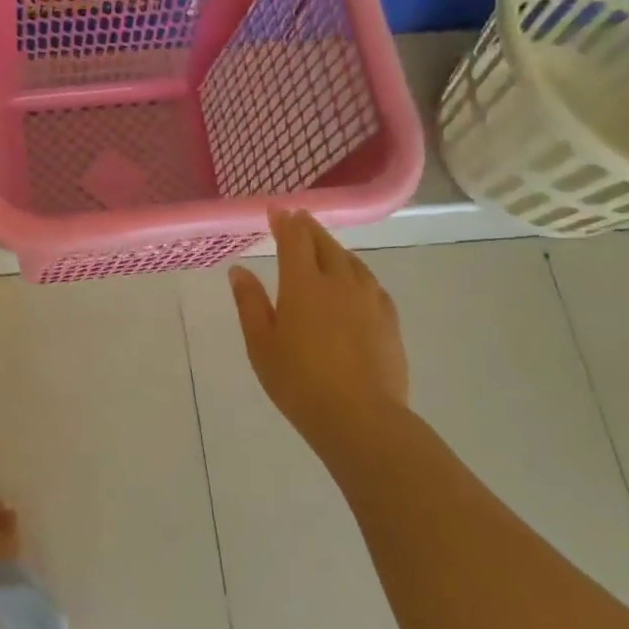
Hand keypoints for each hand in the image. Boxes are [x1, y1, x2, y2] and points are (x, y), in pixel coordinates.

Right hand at [229, 210, 409, 454]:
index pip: (294, 239)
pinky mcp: (388, 319)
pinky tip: (354, 281)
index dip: (285, 221)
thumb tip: (239, 270)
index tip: (276, 210)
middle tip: (299, 219)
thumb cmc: (299, 382)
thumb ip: (250, 303)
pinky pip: (370, 282)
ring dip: (334, 247)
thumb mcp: (261, 344)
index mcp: (303, 284)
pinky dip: (356, 271)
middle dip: (309, 228)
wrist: (361, 418)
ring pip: (351, 260)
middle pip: (325, 244)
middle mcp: (338, 281)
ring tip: (324, 246)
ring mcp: (368, 299)